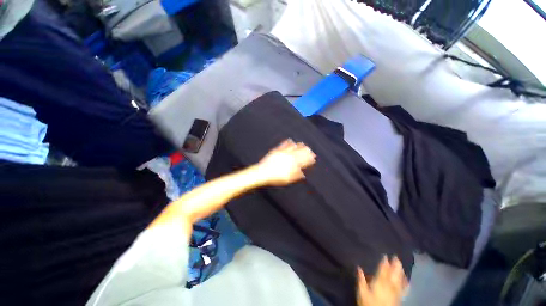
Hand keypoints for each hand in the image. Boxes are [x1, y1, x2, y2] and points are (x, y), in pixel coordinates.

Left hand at [257, 139, 315, 185]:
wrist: (263, 172)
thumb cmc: (275, 178)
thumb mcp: (287, 179)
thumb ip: (296, 176)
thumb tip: (303, 174)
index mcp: (292, 164)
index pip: (303, 160)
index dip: (309, 159)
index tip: (313, 158)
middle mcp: (289, 157)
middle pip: (300, 153)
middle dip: (306, 151)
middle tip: (310, 150)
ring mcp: (282, 153)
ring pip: (293, 148)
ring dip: (299, 146)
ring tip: (303, 144)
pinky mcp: (276, 151)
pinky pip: (284, 145)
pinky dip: (288, 142)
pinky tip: (291, 140)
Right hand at [357, 257, 407, 305]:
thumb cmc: (368, 304)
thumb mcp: (361, 292)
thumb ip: (361, 280)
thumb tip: (359, 268)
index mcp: (379, 283)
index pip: (382, 271)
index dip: (384, 263)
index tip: (385, 255)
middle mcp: (389, 286)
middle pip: (393, 275)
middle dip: (395, 266)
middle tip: (396, 257)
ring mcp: (395, 293)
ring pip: (399, 281)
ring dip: (400, 272)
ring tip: (401, 265)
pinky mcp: (399, 299)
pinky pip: (403, 289)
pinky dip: (405, 283)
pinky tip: (407, 280)